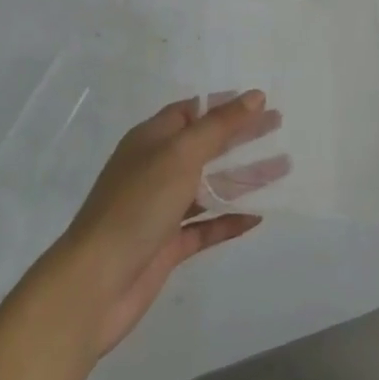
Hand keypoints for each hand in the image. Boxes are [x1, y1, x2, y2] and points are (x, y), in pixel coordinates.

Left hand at [48, 91, 282, 357]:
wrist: (95, 284)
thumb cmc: (137, 205)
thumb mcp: (180, 155)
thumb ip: (219, 126)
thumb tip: (255, 96)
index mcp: (151, 140)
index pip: (191, 112)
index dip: (224, 104)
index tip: (260, 101)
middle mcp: (156, 170)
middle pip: (205, 146)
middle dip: (241, 136)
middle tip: (279, 126)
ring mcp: (161, 209)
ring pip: (209, 186)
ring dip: (243, 177)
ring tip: (283, 168)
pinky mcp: (168, 246)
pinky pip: (206, 226)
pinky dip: (231, 220)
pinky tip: (258, 216)